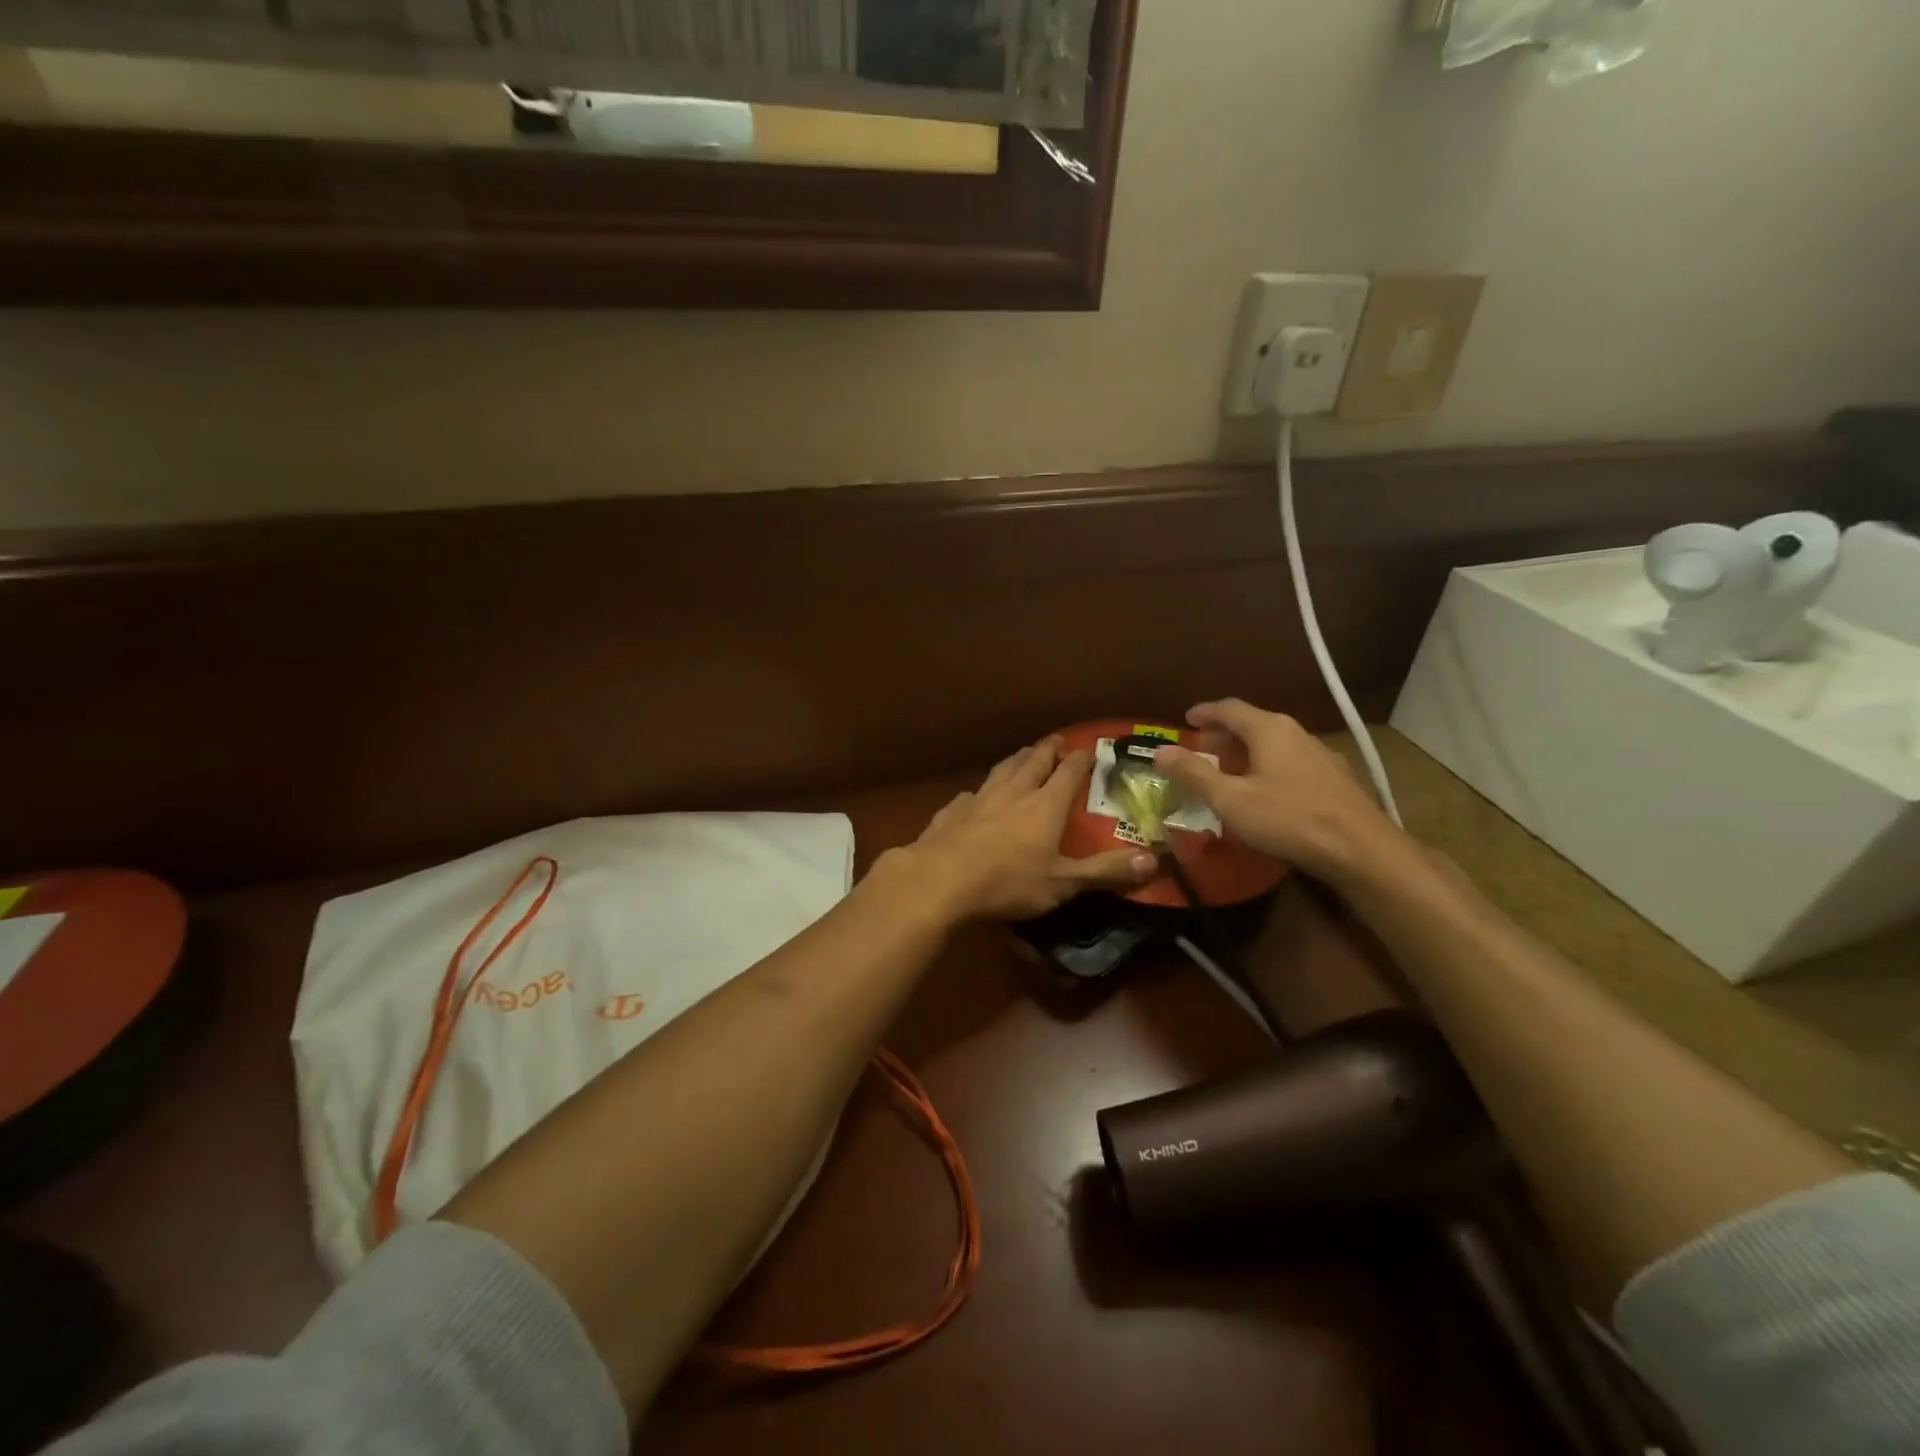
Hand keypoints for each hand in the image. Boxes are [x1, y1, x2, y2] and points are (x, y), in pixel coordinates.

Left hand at [897, 737, 1155, 922]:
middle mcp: (1014, 792)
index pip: (1068, 773)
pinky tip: (976, 795)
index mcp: (1045, 805)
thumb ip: (1105, 871)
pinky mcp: (952, 811)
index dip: (1080, 760)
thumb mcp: (1062, 883)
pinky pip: (971, 794)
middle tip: (1056, 741)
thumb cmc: (1007, 882)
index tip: (1089, 749)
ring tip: (1023, 754)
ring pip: (1002, 770)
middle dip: (1047, 750)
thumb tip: (1154, 860)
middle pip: (1033, 762)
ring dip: (1016, 759)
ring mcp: (979, 799)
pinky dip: (981, 790)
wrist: (940, 880)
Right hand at [1151, 699, 1407, 884]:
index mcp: (1269, 729)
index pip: (1229, 708)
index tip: (1186, 719)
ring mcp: (1320, 754)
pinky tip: (1266, 791)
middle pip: (1253, 724)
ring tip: (1228, 772)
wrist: (1361, 849)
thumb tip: (1159, 751)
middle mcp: (1296, 732)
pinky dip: (1268, 766)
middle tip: (1201, 750)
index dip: (1205, 712)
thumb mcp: (1230, 799)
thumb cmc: (1289, 819)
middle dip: (1223, 735)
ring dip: (1246, 752)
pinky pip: (1291, 761)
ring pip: (1274, 743)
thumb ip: (1193, 774)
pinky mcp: (1335, 778)